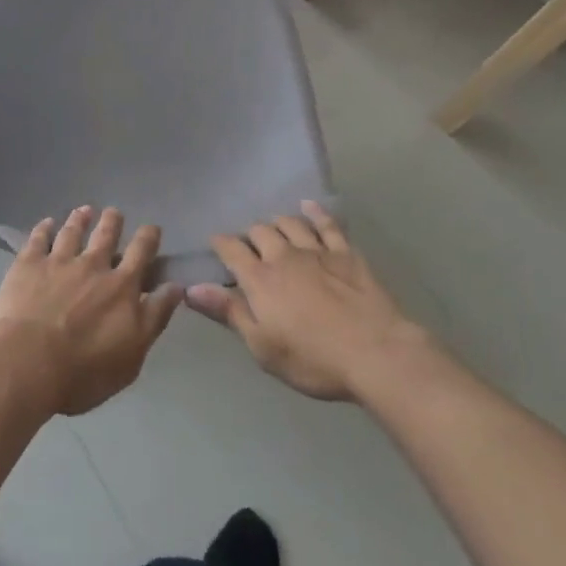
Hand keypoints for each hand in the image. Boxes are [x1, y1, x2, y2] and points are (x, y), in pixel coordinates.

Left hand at [0, 206, 183, 415]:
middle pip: (105, 234)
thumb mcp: (133, 354)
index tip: (152, 228)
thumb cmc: (85, 370)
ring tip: (84, 210)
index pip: (141, 253)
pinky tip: (46, 223)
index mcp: (121, 286)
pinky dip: (43, 228)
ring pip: (72, 231)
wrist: (29, 364)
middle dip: (112, 221)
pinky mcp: (28, 264)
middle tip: (114, 212)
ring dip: (80, 219)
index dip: (148, 237)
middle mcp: (92, 265)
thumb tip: (176, 287)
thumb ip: (154, 317)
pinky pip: (38, 239)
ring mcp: (58, 261)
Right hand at [186, 201, 429, 401]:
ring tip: (273, 227)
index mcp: (260, 279)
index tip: (215, 243)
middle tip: (248, 244)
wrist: (375, 352)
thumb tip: (191, 288)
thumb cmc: (313, 359)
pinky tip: (309, 207)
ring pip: (290, 223)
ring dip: (278, 222)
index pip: (231, 250)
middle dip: (250, 234)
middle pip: (260, 232)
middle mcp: (284, 255)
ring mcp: (316, 250)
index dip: (220, 244)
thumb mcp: (263, 346)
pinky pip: (327, 224)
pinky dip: (315, 212)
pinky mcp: (345, 252)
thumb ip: (229, 312)